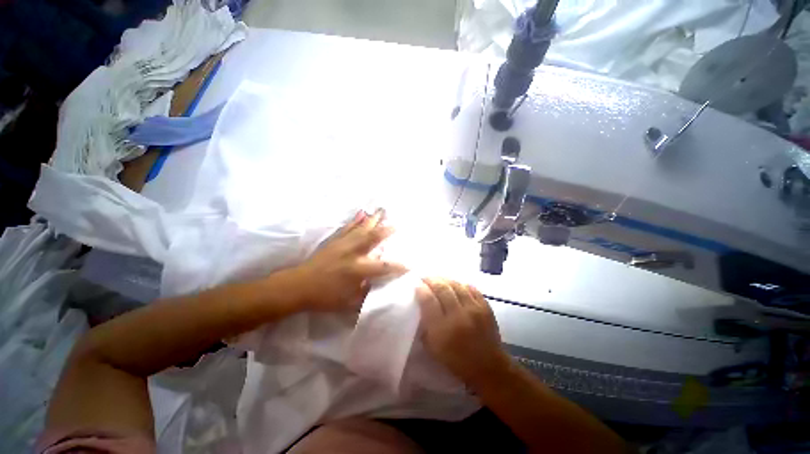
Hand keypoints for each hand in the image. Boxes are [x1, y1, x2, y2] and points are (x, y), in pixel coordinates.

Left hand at [290, 209, 406, 311]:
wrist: (298, 286)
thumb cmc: (325, 297)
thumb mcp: (348, 302)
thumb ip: (366, 292)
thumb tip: (379, 284)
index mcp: (357, 269)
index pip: (384, 266)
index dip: (398, 266)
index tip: (411, 264)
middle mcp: (352, 253)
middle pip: (373, 238)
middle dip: (386, 230)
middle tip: (397, 224)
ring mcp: (343, 244)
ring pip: (361, 229)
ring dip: (373, 220)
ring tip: (382, 211)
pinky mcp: (334, 241)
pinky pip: (348, 227)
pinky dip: (356, 220)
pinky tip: (361, 213)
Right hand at [417, 278, 510, 387]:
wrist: (488, 367)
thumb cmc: (457, 361)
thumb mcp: (433, 348)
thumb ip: (425, 326)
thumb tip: (421, 304)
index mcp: (442, 329)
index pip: (428, 300)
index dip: (421, 289)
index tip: (416, 284)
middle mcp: (458, 316)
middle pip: (442, 288)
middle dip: (431, 279)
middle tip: (425, 277)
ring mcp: (474, 309)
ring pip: (456, 285)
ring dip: (445, 279)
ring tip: (439, 279)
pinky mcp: (485, 307)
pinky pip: (471, 288)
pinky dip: (461, 284)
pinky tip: (455, 284)